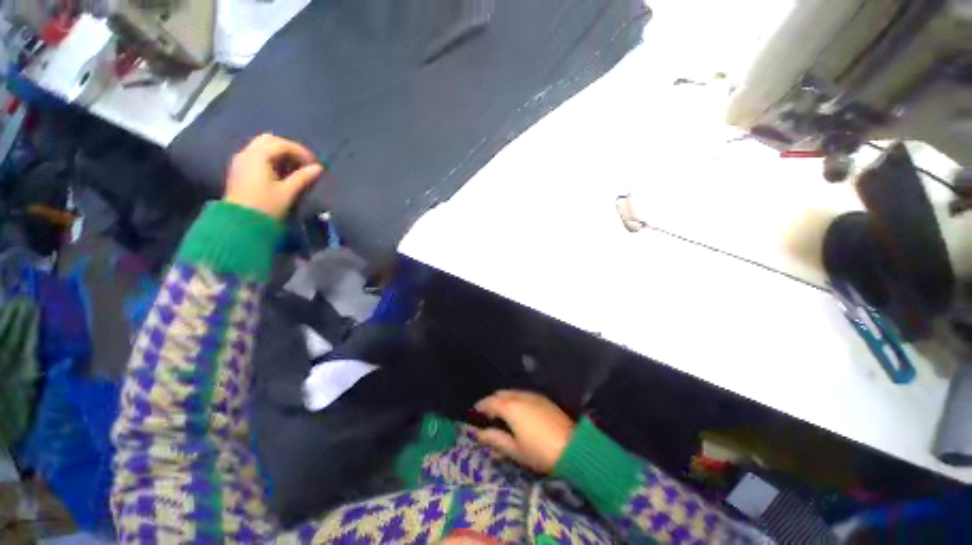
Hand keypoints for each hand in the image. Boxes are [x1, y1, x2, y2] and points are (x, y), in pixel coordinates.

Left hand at [225, 134, 323, 219]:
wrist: (240, 223)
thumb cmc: (265, 206)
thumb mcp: (287, 192)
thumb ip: (303, 177)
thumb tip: (318, 168)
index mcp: (258, 156)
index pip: (282, 144)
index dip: (301, 152)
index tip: (314, 164)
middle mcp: (247, 153)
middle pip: (270, 141)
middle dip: (289, 149)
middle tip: (304, 163)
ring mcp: (241, 161)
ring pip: (263, 147)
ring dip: (280, 154)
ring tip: (295, 168)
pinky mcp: (240, 170)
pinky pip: (257, 156)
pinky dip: (271, 159)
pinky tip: (281, 172)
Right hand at [474, 390, 574, 473]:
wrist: (572, 448)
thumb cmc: (539, 452)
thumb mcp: (514, 450)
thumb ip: (495, 439)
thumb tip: (480, 433)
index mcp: (510, 407)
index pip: (490, 401)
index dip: (481, 406)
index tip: (475, 412)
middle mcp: (520, 396)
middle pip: (501, 393)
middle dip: (493, 400)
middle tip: (488, 413)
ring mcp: (533, 396)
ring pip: (513, 392)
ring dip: (504, 399)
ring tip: (502, 412)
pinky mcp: (544, 399)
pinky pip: (524, 394)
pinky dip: (516, 399)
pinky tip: (518, 410)